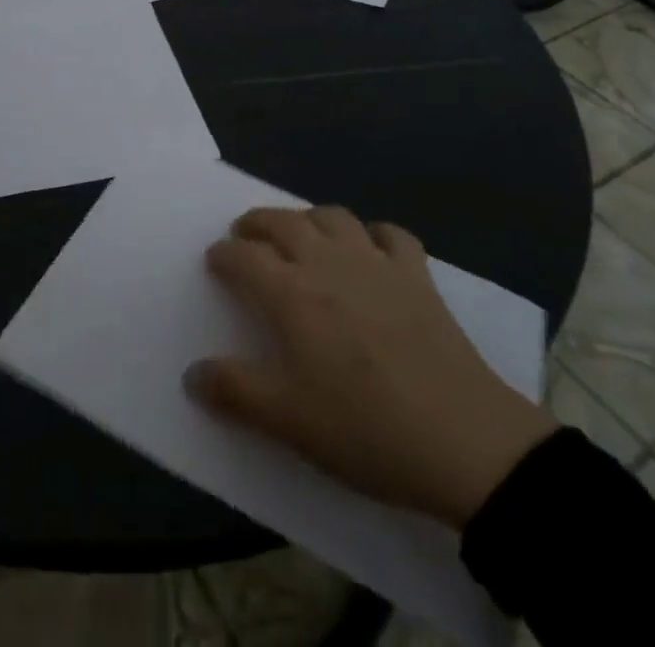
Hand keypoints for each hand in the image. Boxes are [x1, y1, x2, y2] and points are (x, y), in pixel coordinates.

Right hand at [186, 206, 556, 527]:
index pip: (246, 257)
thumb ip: (236, 391)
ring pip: (334, 216)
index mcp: (293, 294)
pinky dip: (374, 233)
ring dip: (309, 217)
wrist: (461, 438)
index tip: (215, 259)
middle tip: (246, 233)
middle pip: (284, 222)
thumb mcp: (288, 420)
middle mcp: (329, 263)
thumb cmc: (365, 429)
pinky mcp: (417, 275)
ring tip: (301, 233)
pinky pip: (392, 235)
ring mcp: (376, 263)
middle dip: (258, 222)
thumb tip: (192, 374)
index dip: (225, 254)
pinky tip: (371, 247)